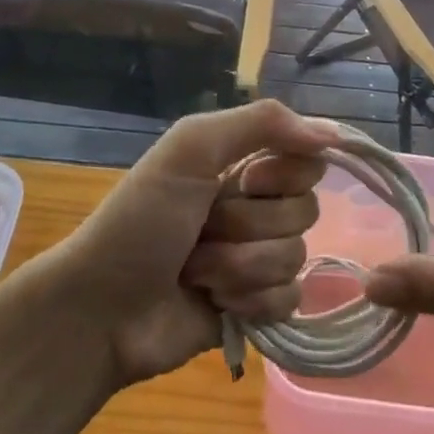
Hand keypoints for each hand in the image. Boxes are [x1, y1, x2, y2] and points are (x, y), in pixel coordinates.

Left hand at [40, 101, 339, 387]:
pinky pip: (290, 300)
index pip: (308, 160)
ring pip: (296, 257)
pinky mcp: (256, 307)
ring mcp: (256, 258)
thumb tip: (332, 132)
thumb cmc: (141, 220)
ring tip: (196, 272)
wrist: (101, 310)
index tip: (248, 180)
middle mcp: (255, 206)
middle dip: (250, 225)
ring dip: (240, 266)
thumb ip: (262, 123)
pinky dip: (251, 302)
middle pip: (305, 210)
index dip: (285, 174)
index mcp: (241, 164)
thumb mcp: (191, 148)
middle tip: (204, 229)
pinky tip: (215, 304)